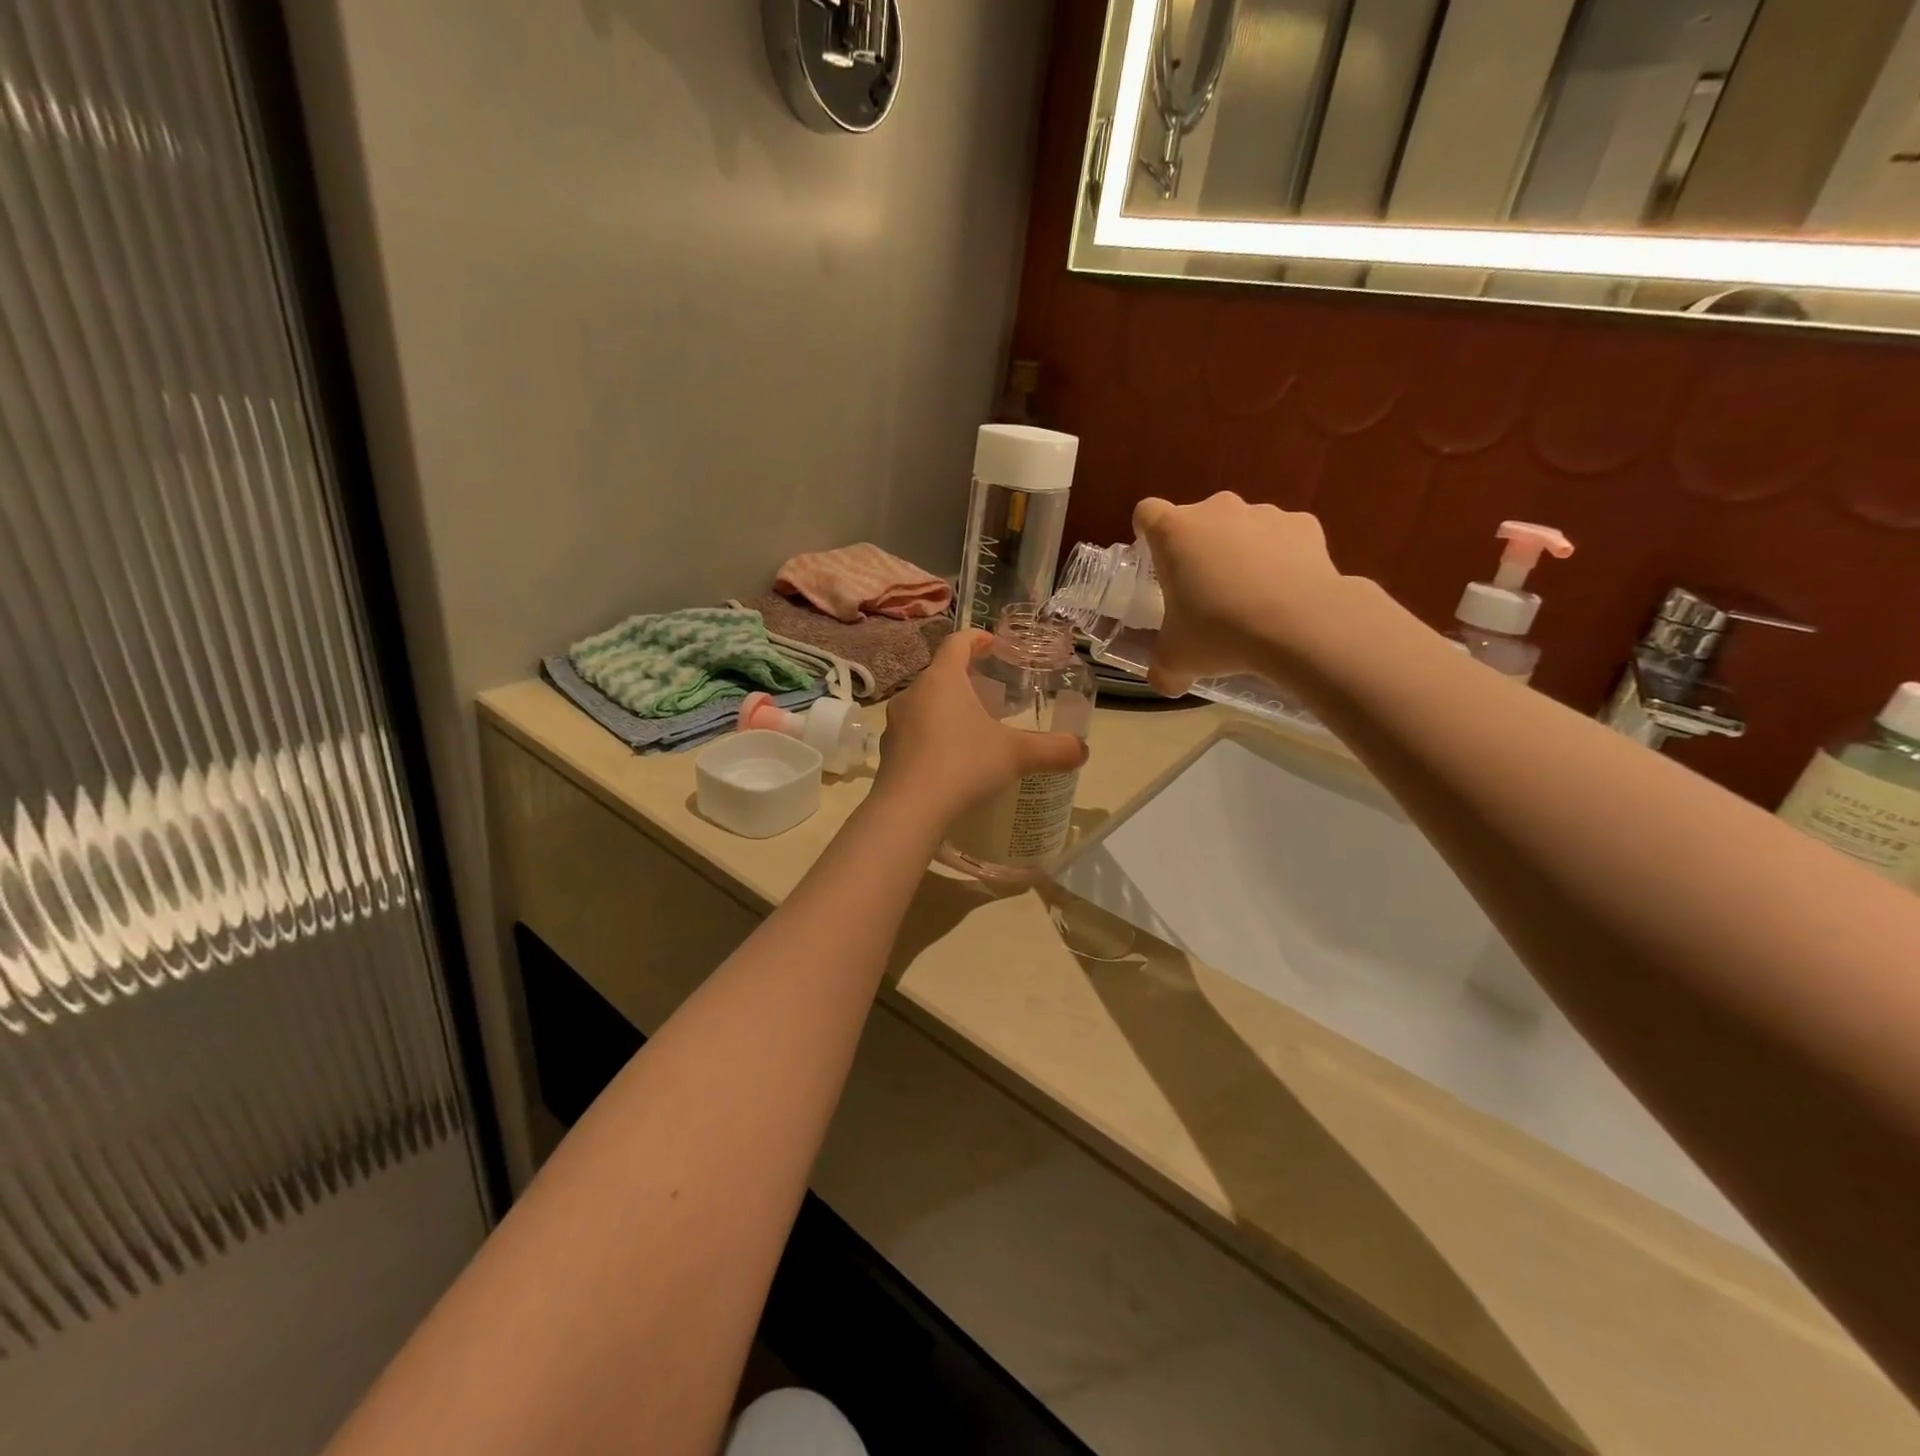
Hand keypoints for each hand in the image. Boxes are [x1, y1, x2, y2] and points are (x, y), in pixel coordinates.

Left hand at [874, 630, 1086, 828]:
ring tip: (973, 729)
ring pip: (925, 705)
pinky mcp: (887, 753)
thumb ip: (1053, 749)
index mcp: (942, 679)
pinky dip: (933, 738)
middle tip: (992, 695)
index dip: (977, 638)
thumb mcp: (1017, 756)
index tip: (993, 645)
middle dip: (966, 680)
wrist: (908, 811)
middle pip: (940, 674)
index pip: (957, 642)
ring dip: (947, 710)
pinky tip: (951, 761)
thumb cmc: (964, 765)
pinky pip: (914, 734)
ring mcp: (895, 724)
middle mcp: (913, 694)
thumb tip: (1082, 750)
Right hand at [1133, 492, 1344, 695]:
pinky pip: (1283, 536)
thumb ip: (1163, 669)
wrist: (1302, 625)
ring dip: (1240, 551)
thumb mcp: (1177, 660)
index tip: (1155, 561)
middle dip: (1198, 549)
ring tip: (1251, 596)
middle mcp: (1216, 510)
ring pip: (1241, 527)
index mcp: (1174, 533)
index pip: (1147, 513)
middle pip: (1196, 520)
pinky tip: (1286, 592)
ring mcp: (1264, 513)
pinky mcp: (1304, 524)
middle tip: (1203, 591)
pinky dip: (1282, 556)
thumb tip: (1166, 682)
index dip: (1147, 534)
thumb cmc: (1220, 632)